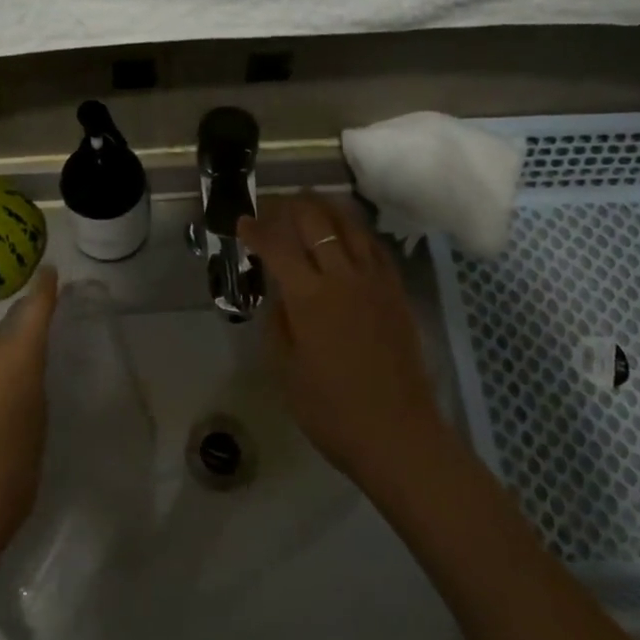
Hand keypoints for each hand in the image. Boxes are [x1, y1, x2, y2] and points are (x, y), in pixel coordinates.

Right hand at [237, 194, 439, 482]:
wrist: (397, 433)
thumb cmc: (330, 410)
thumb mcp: (285, 368)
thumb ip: (279, 321)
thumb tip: (281, 292)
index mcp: (309, 297)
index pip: (278, 246)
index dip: (257, 230)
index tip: (242, 223)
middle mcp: (342, 277)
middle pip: (316, 221)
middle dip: (290, 207)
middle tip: (274, 208)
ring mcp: (375, 281)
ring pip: (350, 225)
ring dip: (326, 210)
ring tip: (309, 208)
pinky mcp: (396, 292)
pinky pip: (375, 247)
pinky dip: (356, 232)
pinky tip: (348, 236)